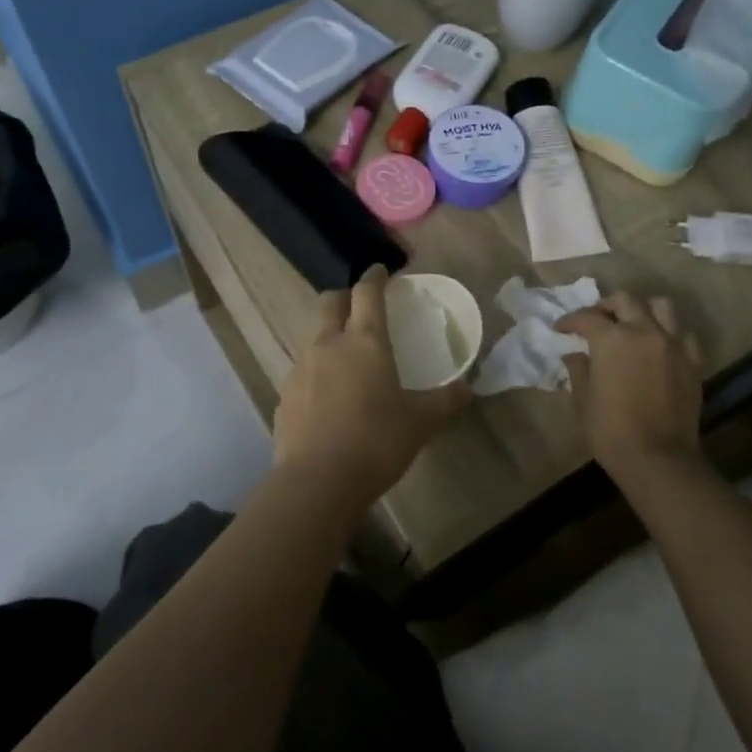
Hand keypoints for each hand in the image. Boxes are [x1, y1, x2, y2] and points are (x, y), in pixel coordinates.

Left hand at [273, 266, 471, 504]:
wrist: (317, 481)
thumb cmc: (376, 442)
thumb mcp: (421, 423)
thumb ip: (445, 401)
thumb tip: (467, 388)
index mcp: (365, 341)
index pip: (368, 293)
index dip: (375, 277)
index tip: (381, 270)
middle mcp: (328, 344)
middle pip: (330, 302)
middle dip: (345, 297)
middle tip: (362, 308)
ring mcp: (300, 368)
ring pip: (313, 335)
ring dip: (329, 335)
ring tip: (347, 358)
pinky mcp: (284, 395)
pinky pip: (302, 370)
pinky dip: (317, 371)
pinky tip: (329, 397)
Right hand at [555, 292, 703, 483]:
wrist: (658, 459)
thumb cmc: (610, 431)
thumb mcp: (583, 400)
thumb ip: (578, 369)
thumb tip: (575, 354)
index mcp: (612, 339)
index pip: (587, 318)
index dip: (570, 321)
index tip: (560, 329)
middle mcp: (645, 331)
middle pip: (625, 301)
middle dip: (606, 306)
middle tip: (595, 321)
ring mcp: (673, 345)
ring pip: (661, 307)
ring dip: (642, 310)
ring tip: (631, 325)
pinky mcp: (693, 362)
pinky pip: (683, 335)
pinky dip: (669, 335)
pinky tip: (659, 348)